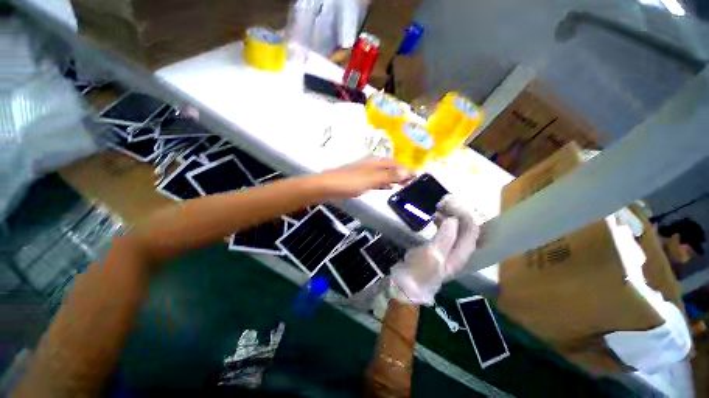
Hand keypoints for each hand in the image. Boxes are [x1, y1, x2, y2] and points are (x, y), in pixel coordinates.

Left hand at [317, 157, 411, 199]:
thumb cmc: (349, 182)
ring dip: (394, 179)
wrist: (328, 187)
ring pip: (384, 174)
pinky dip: (385, 184)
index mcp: (376, 162)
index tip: (418, 176)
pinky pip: (377, 181)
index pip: (396, 163)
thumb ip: (389, 176)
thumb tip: (407, 171)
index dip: (407, 169)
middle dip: (402, 174)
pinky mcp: (361, 181)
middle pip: (391, 168)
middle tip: (413, 182)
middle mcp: (372, 165)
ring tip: (404, 185)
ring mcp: (366, 173)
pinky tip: (388, 188)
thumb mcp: (371, 179)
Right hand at [390, 195, 480, 304]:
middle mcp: (457, 252)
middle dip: (458, 216)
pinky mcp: (437, 249)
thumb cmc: (420, 270)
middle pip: (465, 231)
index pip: (472, 232)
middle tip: (445, 205)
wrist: (405, 285)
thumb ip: (445, 237)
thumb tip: (453, 220)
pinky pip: (444, 233)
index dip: (466, 217)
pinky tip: (434, 220)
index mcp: (460, 254)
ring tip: (438, 210)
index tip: (454, 205)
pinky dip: (441, 224)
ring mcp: (447, 251)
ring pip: (455, 231)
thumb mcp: (433, 254)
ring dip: (450, 219)